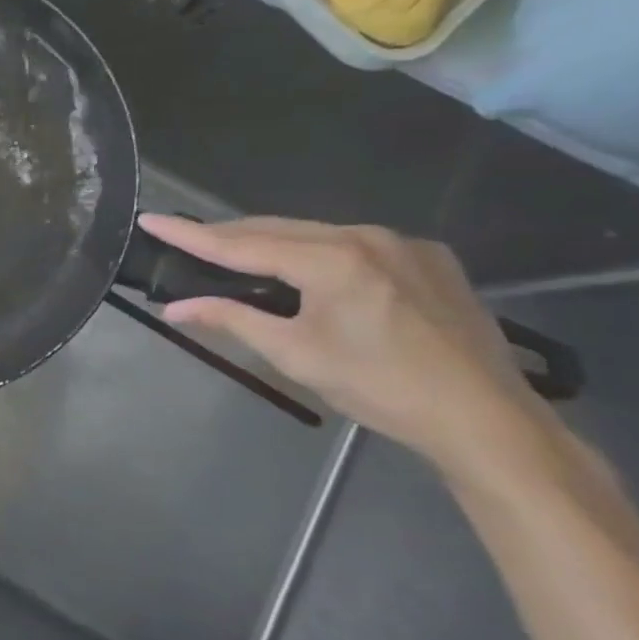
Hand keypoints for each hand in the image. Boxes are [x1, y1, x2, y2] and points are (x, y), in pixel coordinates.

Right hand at [138, 213, 540, 463]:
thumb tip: (175, 308)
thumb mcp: (296, 355)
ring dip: (271, 243)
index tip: (151, 219)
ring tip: (235, 255)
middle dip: (228, 235)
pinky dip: (316, 251)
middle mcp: (367, 236)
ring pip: (316, 234)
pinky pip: (353, 244)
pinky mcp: (429, 258)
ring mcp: (403, 244)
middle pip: (278, 229)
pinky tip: (306, 271)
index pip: (243, 244)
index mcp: (333, 259)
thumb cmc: (381, 388)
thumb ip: (232, 320)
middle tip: (185, 238)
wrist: (487, 420)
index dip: (191, 234)